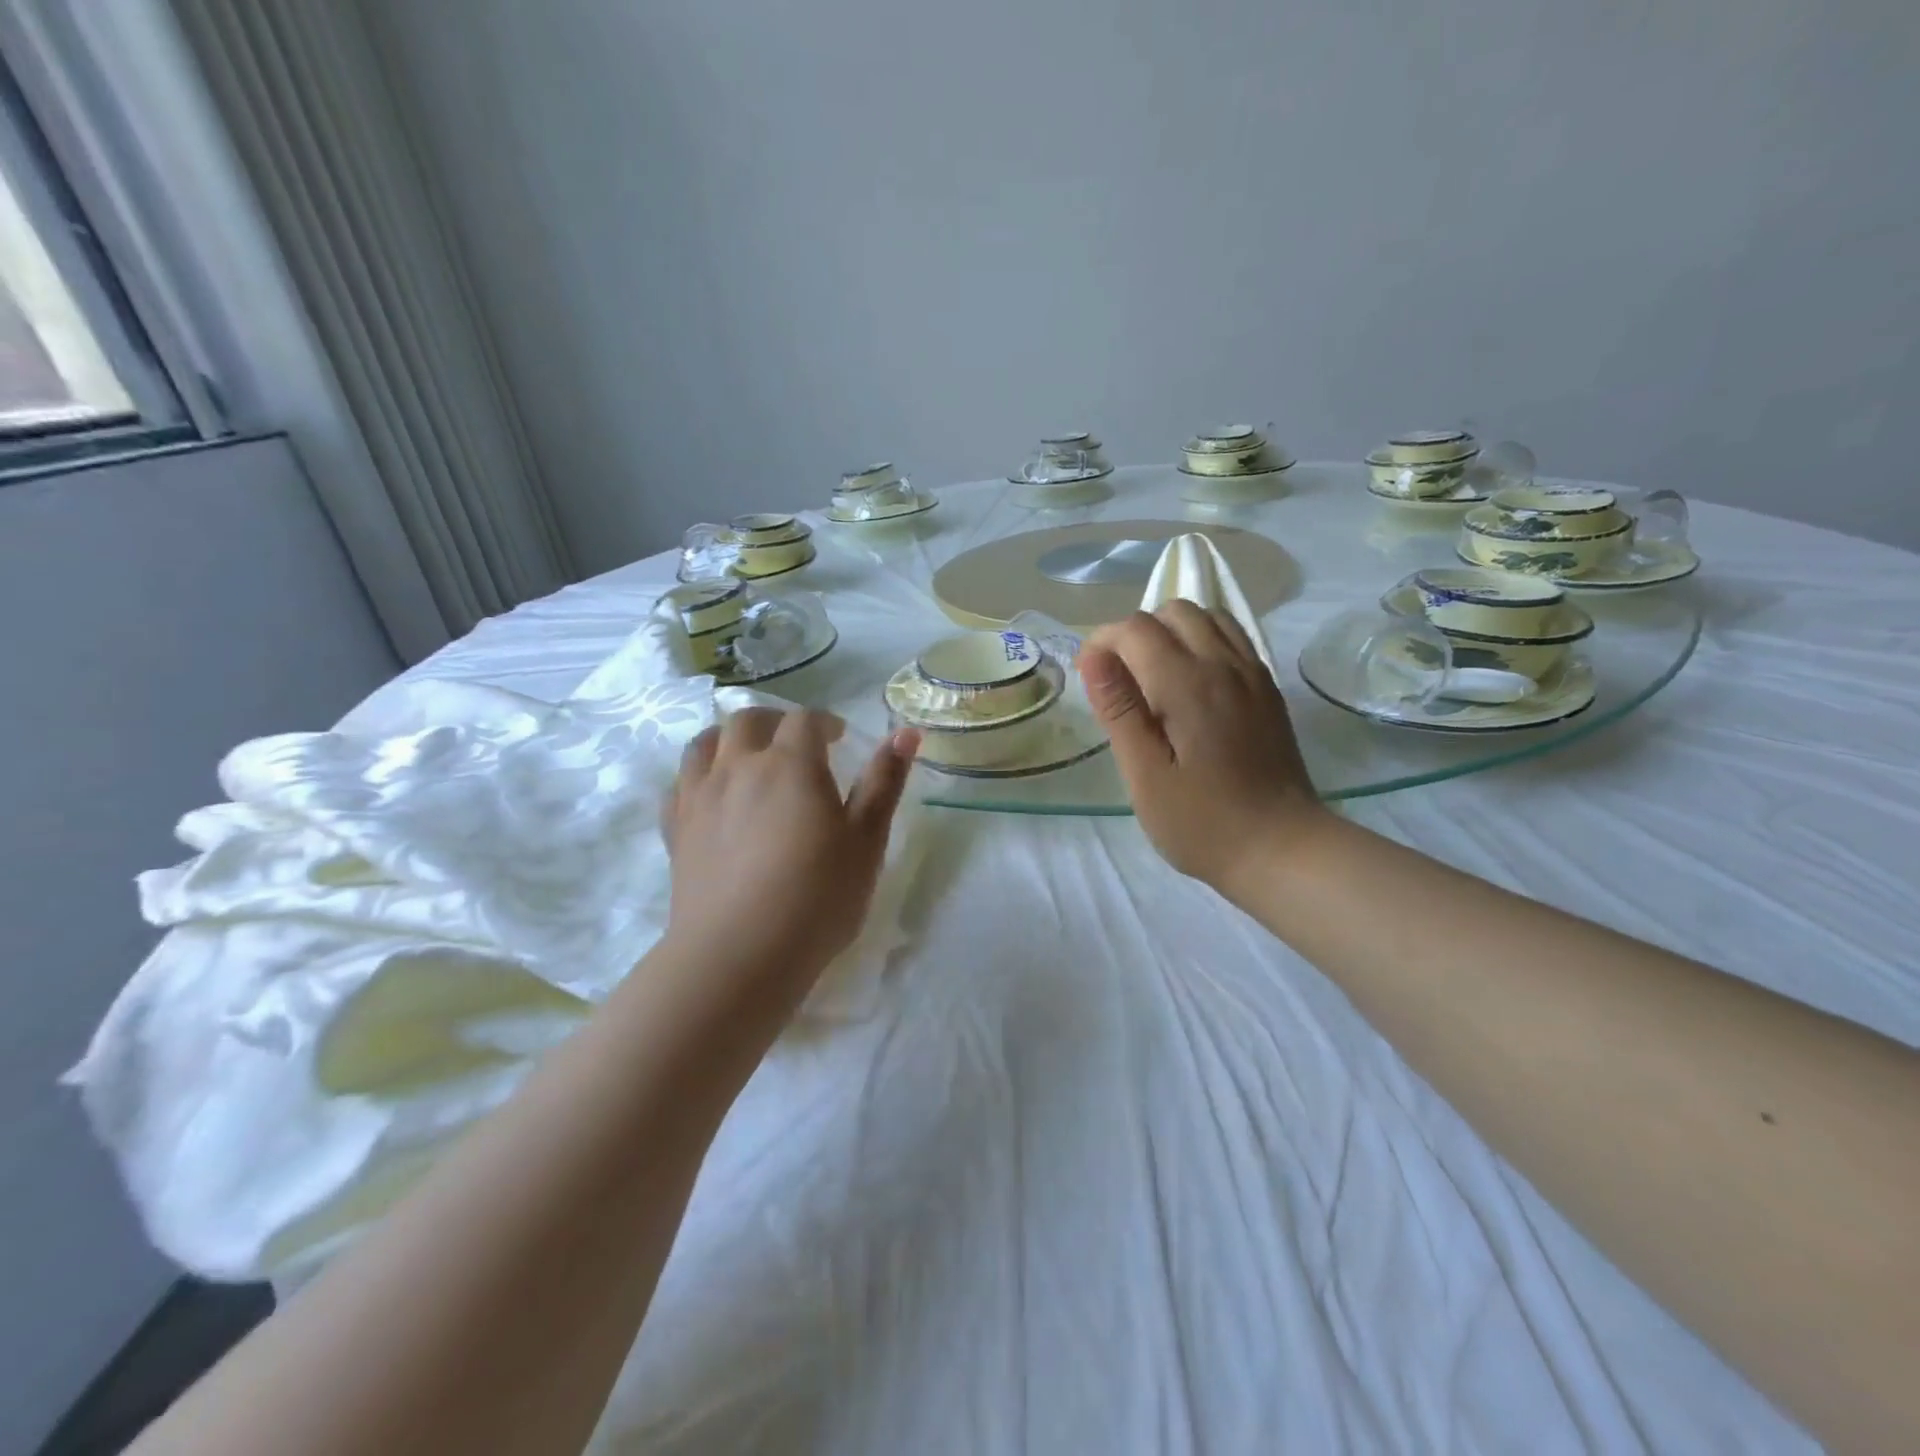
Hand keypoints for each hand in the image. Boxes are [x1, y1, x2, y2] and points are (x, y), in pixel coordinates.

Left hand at [664, 708, 917, 1005]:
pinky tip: (712, 796)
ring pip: (705, 744)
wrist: (740, 954)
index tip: (839, 738)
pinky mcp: (676, 830)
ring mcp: (699, 797)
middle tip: (795, 742)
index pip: (805, 721)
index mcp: (789, 764)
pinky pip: (679, 784)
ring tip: (749, 758)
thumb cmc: (817, 896)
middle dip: (775, 721)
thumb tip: (906, 731)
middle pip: (748, 720)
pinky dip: (698, 776)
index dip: (825, 722)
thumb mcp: (867, 840)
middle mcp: (738, 767)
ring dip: (730, 739)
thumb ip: (884, 782)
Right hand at [1079, 602, 1329, 902]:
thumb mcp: (1145, 775)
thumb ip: (1119, 710)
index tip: (1090, 679)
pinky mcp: (1268, 688)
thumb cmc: (1201, 822)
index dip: (1102, 643)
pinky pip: (1233, 637)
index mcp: (1187, 684)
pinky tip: (1192, 681)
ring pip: (1207, 616)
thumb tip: (1093, 657)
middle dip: (1135, 632)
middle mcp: (1223, 664)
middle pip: (1173, 610)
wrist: (1282, 848)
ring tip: (1154, 675)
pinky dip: (1203, 640)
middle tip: (1120, 679)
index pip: (1135, 628)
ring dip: (1171, 631)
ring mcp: (1252, 673)